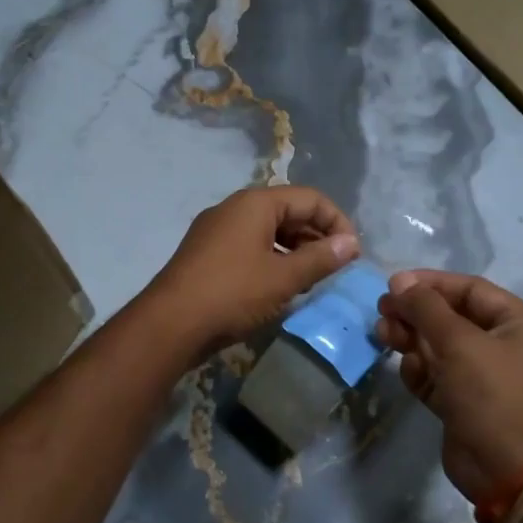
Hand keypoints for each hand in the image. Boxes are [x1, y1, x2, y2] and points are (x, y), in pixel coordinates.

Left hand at [138, 186, 359, 362]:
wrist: (169, 324)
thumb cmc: (232, 294)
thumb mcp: (283, 278)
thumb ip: (321, 258)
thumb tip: (351, 243)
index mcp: (255, 203)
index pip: (310, 198)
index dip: (337, 222)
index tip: (353, 253)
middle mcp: (234, 208)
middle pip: (288, 211)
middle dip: (317, 236)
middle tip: (336, 267)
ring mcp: (216, 230)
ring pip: (268, 231)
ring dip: (296, 250)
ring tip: (313, 279)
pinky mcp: (206, 253)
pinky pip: (249, 246)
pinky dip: (272, 259)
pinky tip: (281, 286)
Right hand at [375, 270, 522, 501]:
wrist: (509, 473)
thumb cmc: (492, 395)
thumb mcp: (459, 343)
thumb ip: (426, 307)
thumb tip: (399, 280)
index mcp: (520, 324)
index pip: (470, 290)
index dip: (431, 284)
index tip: (394, 284)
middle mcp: (505, 346)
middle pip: (451, 317)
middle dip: (416, 314)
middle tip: (382, 312)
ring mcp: (484, 377)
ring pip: (439, 346)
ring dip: (411, 339)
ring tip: (383, 336)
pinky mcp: (464, 403)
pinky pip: (437, 376)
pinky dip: (420, 371)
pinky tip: (407, 371)